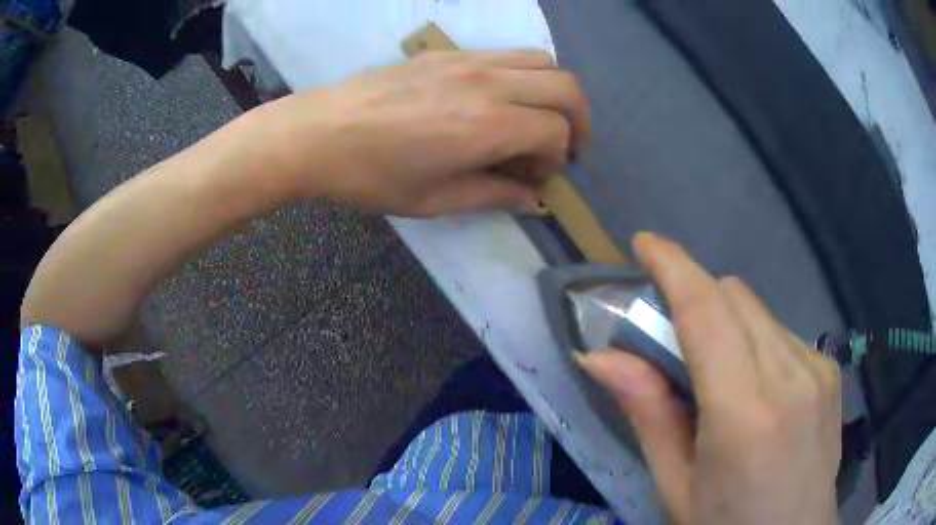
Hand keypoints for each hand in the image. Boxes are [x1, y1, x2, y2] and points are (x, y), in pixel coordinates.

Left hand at [254, 50, 590, 215]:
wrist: (316, 132)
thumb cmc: (370, 176)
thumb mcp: (434, 199)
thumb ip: (493, 195)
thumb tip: (533, 200)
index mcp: (488, 125)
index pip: (556, 131)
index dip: (557, 159)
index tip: (537, 178)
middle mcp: (489, 83)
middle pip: (565, 86)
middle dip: (579, 119)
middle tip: (566, 146)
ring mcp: (468, 60)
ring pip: (541, 60)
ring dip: (555, 91)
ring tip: (540, 118)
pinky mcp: (447, 53)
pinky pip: (506, 53)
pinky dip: (523, 74)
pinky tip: (501, 99)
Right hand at [579, 233, 841, 524]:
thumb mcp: (676, 485)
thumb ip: (648, 413)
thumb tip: (600, 356)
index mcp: (744, 411)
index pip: (706, 310)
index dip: (673, 266)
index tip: (644, 245)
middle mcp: (789, 374)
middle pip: (734, 296)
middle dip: (696, 297)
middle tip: (670, 337)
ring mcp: (817, 367)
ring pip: (758, 312)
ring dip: (727, 323)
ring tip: (717, 375)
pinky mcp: (830, 369)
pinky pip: (782, 333)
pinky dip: (756, 342)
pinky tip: (757, 389)